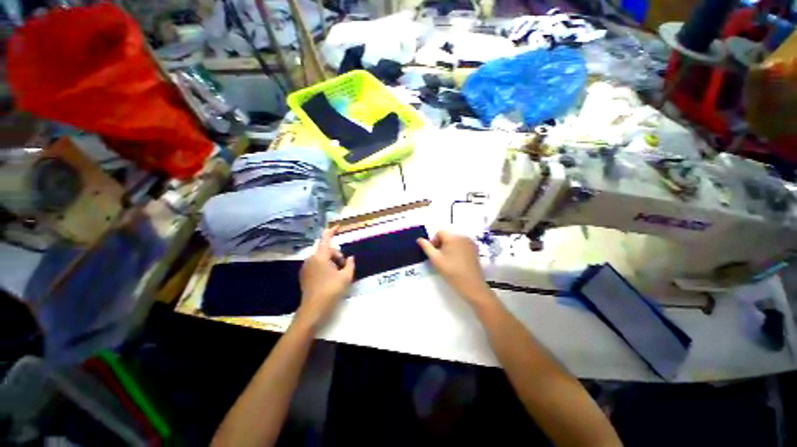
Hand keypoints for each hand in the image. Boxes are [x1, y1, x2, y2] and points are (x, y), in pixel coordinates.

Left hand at [297, 227, 354, 328]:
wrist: (313, 309)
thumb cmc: (331, 291)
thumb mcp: (346, 277)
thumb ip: (350, 264)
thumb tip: (350, 258)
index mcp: (321, 256)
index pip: (326, 238)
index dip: (332, 230)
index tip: (338, 226)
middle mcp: (311, 259)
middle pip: (327, 250)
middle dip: (337, 255)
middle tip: (345, 268)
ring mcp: (306, 267)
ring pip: (322, 257)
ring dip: (332, 261)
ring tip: (338, 274)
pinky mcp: (304, 274)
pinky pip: (317, 264)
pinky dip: (325, 266)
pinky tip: (330, 278)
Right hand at [417, 231, 493, 306]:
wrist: (472, 286)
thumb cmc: (451, 272)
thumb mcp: (435, 259)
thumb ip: (426, 247)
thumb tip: (419, 239)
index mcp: (453, 237)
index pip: (439, 233)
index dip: (434, 242)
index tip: (434, 254)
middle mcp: (463, 237)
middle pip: (448, 236)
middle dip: (441, 245)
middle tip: (440, 259)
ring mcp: (470, 243)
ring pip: (455, 241)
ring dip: (449, 248)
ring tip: (448, 261)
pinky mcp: (475, 250)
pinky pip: (462, 246)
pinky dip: (457, 250)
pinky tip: (457, 262)